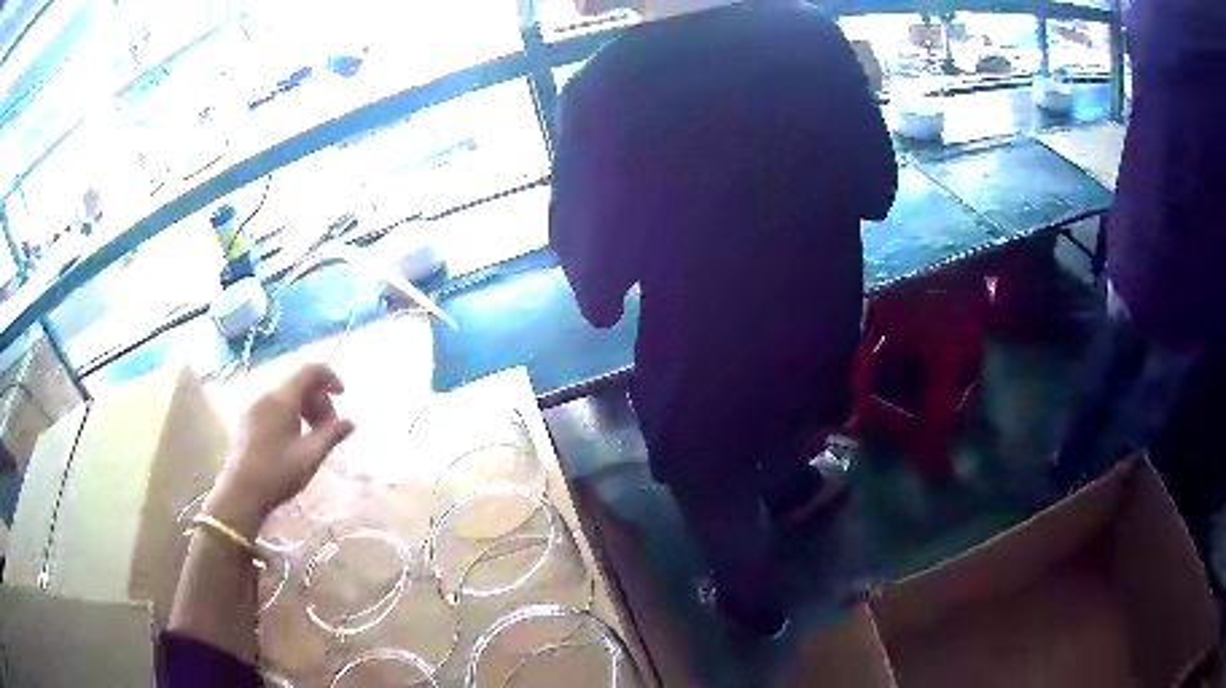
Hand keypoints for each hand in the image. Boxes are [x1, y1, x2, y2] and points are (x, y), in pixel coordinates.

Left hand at [205, 364, 354, 538]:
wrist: (240, 493)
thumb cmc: (277, 474)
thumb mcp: (310, 457)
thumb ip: (331, 435)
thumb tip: (350, 422)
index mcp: (282, 400)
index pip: (309, 370)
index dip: (329, 377)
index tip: (343, 395)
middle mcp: (266, 396)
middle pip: (298, 383)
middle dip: (319, 399)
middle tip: (330, 427)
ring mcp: (254, 408)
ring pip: (286, 396)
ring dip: (305, 408)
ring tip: (314, 436)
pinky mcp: (247, 421)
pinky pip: (274, 406)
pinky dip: (290, 414)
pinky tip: (294, 440)